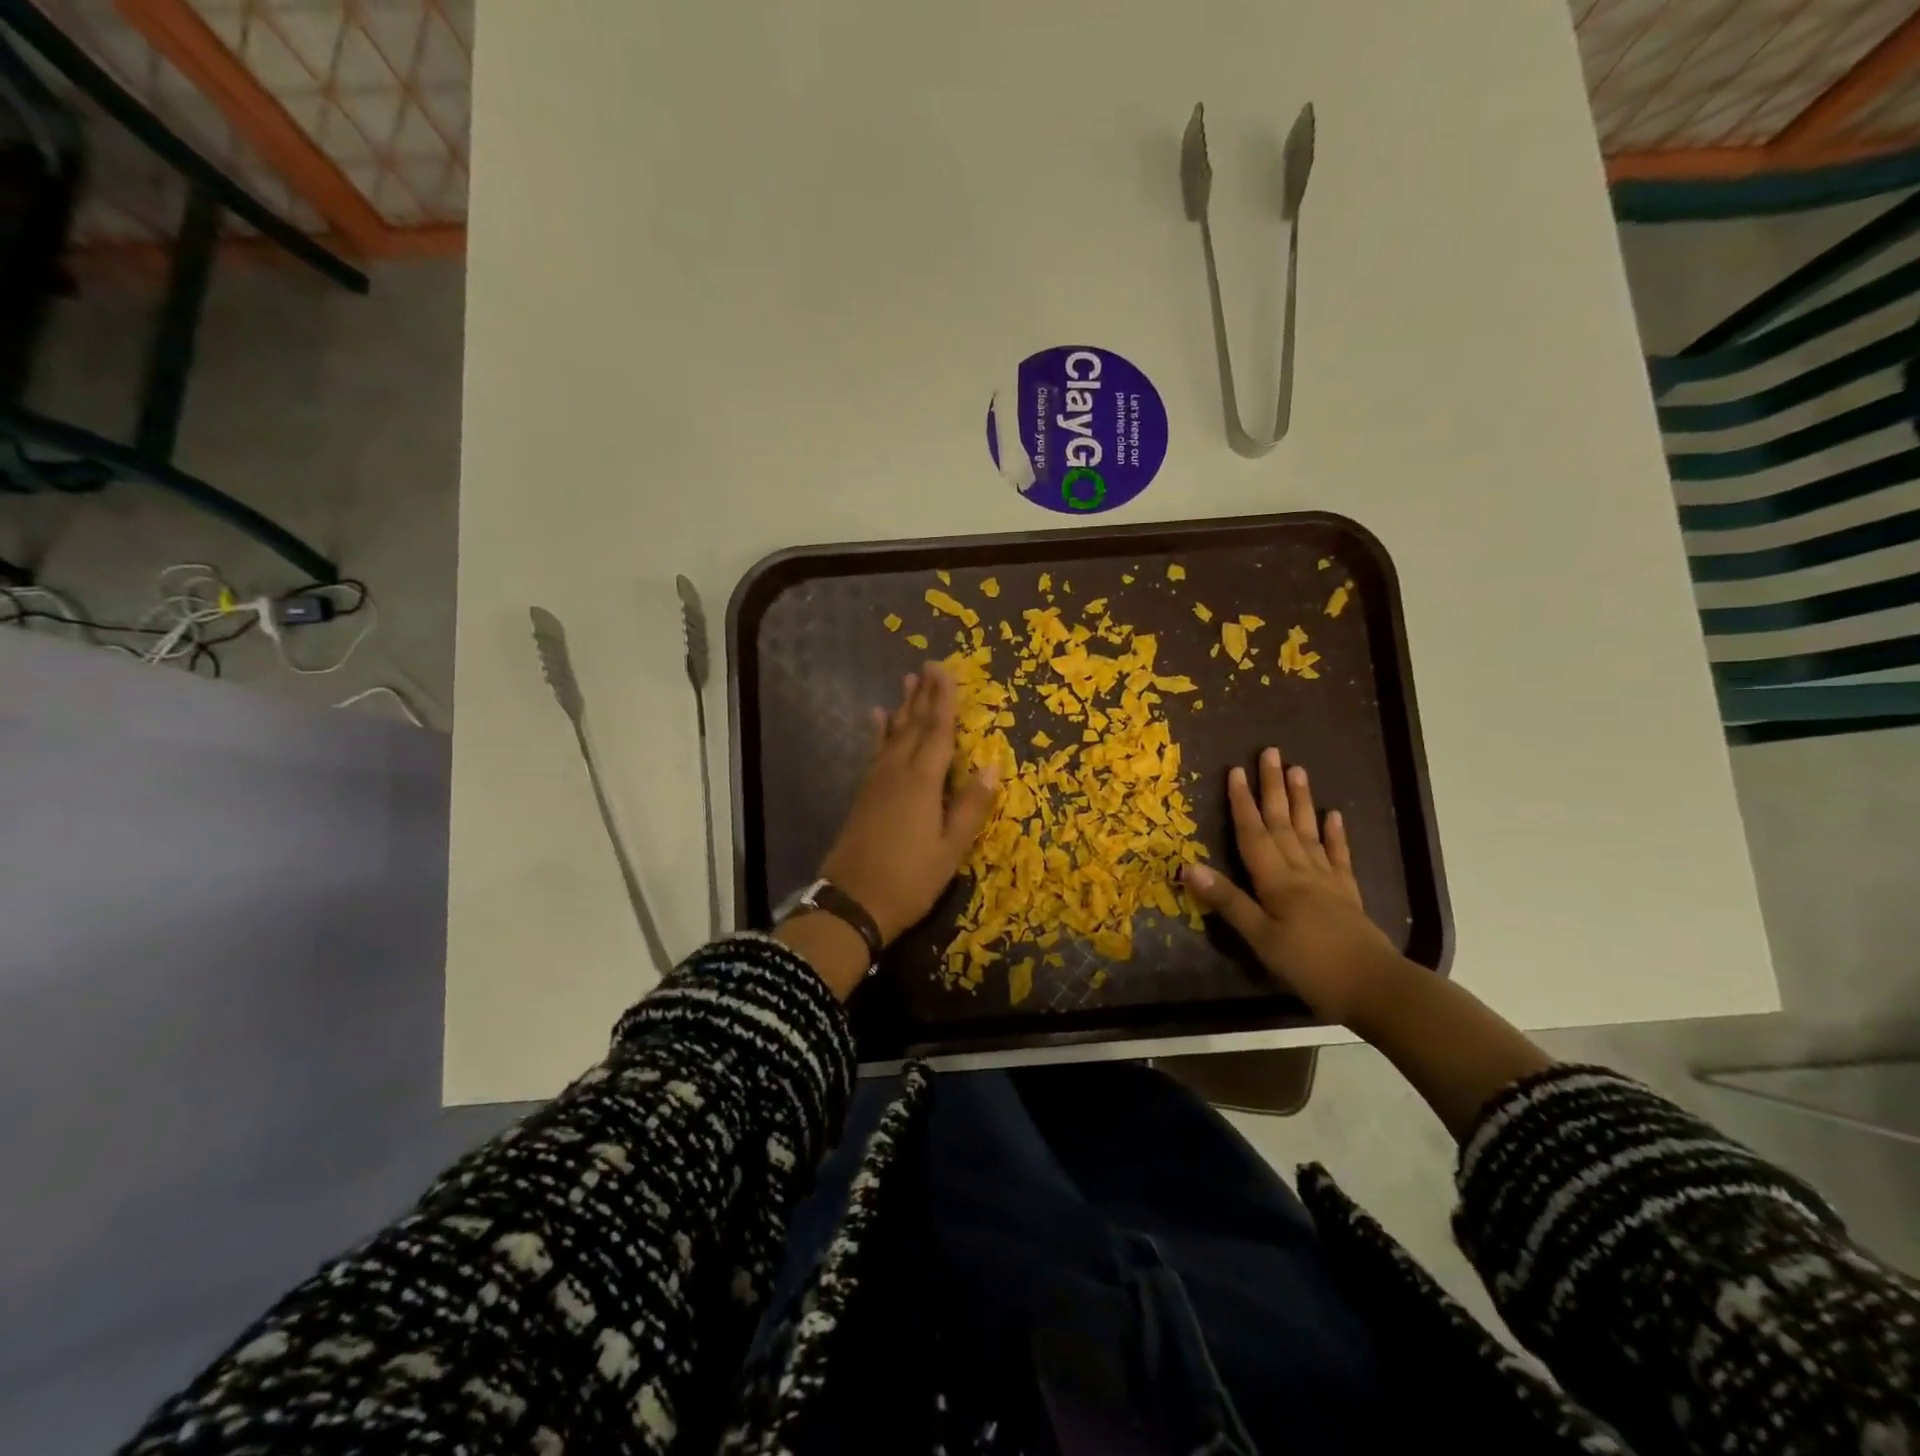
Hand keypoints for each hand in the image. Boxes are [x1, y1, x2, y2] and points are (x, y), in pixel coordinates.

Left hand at [818, 663, 998, 945]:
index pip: (938, 731)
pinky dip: (879, 732)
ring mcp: (876, 783)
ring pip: (892, 735)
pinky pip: (876, 752)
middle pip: (913, 726)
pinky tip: (877, 721)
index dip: (944, 700)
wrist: (852, 904)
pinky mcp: (864, 795)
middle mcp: (897, 773)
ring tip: (906, 682)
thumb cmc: (909, 880)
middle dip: (923, 695)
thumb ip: (971, 806)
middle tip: (928, 665)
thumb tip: (992, 765)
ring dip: (902, 707)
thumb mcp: (950, 849)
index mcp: (922, 783)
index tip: (945, 670)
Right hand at [1181, 747, 1400, 1024]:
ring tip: (1298, 771)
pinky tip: (1334, 816)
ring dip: (1301, 801)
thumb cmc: (1311, 966)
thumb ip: (1228, 902)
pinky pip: (1338, 857)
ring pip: (1309, 833)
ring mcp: (1328, 882)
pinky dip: (1335, 835)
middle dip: (1273, 788)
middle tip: (1271, 753)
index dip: (1241, 803)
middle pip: (1282, 824)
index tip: (1234, 771)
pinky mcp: (1348, 896)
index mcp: (1277, 882)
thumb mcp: (1261, 939)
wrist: (1376, 989)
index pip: (1254, 834)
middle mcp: (1302, 873)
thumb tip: (1190, 867)